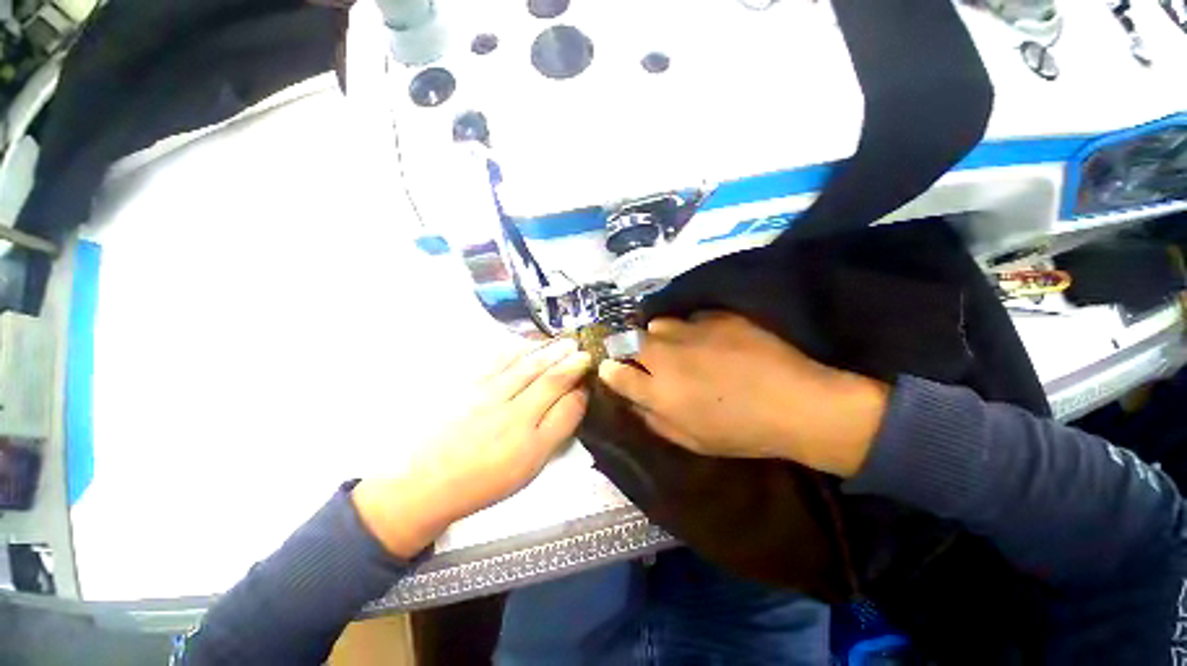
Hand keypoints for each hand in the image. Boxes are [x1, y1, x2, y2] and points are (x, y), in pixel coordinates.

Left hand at [353, 338, 591, 557]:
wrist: (425, 482)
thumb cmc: (482, 480)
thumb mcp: (527, 469)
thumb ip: (553, 434)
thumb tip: (572, 404)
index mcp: (530, 445)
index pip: (567, 409)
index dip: (582, 391)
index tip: (589, 379)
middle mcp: (513, 417)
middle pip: (551, 381)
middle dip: (572, 364)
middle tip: (585, 352)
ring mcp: (488, 397)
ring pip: (528, 367)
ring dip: (551, 352)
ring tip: (566, 342)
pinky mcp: (468, 387)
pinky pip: (497, 361)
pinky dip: (517, 349)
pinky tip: (528, 343)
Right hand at [598, 312, 888, 477]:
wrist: (796, 404)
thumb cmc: (741, 432)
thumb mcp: (691, 440)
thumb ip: (654, 420)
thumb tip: (634, 403)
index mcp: (659, 390)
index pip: (615, 372)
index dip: (610, 370)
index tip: (612, 369)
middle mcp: (667, 355)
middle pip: (629, 340)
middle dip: (629, 348)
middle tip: (645, 359)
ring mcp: (692, 331)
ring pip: (658, 324)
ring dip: (659, 336)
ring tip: (677, 347)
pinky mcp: (717, 317)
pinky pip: (691, 318)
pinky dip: (691, 329)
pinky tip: (710, 340)